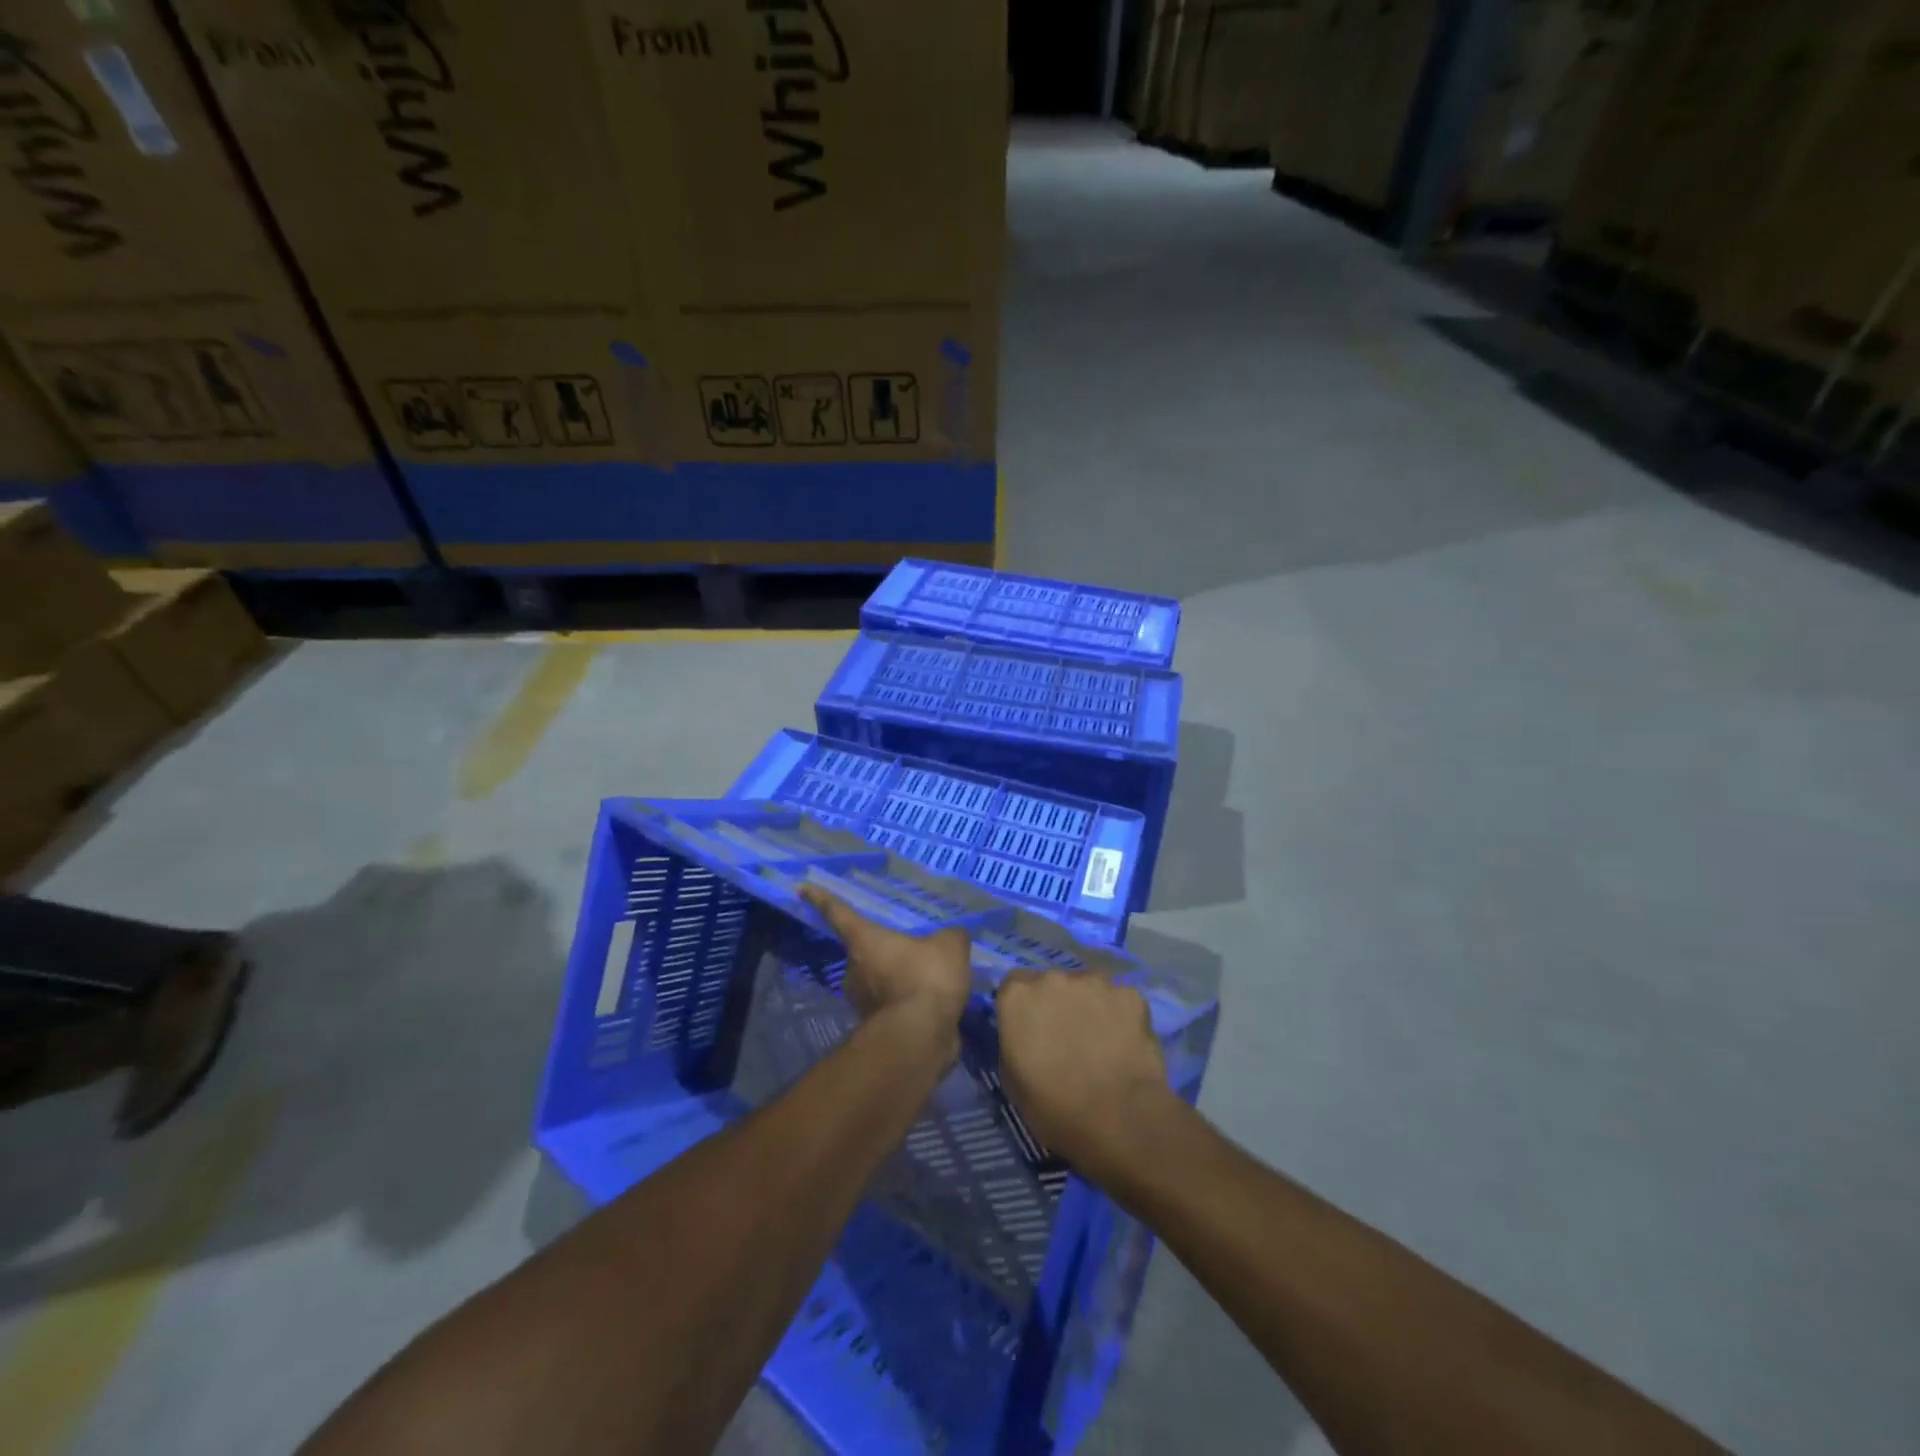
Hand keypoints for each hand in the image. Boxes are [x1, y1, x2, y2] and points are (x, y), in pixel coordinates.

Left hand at [800, 886, 973, 1037]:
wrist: (919, 1038)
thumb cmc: (925, 979)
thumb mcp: (950, 946)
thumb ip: (950, 937)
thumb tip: (953, 937)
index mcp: (864, 940)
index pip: (838, 913)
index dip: (822, 899)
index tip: (802, 889)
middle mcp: (855, 970)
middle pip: (863, 952)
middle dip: (883, 951)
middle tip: (909, 948)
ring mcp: (863, 1003)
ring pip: (879, 982)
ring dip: (898, 980)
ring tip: (929, 978)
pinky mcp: (877, 1029)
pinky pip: (893, 1006)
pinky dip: (908, 1004)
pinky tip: (932, 1005)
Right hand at [995, 971, 1172, 1183]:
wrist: (1118, 1121)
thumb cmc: (1054, 1109)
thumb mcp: (1012, 1079)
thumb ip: (1014, 1041)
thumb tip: (1026, 1035)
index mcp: (1018, 996)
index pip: (1014, 985)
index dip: (1025, 1008)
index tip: (1032, 1030)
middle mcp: (1053, 977)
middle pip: (1053, 983)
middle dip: (1058, 1003)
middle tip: (1068, 1038)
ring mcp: (1095, 982)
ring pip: (1089, 987)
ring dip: (1090, 1005)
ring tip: (1101, 1041)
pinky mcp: (1130, 994)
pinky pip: (1120, 1001)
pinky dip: (1121, 1016)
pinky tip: (1126, 1044)